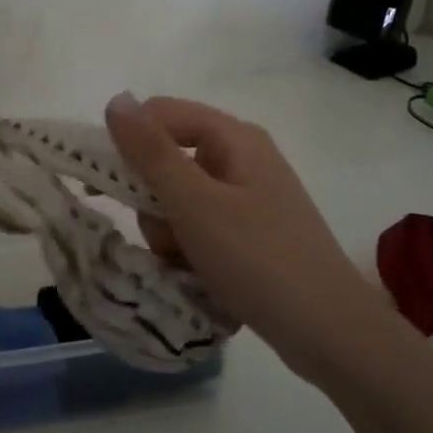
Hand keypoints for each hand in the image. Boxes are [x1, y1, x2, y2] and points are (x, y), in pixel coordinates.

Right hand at [104, 93, 399, 382]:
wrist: (327, 332)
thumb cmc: (257, 259)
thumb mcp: (194, 204)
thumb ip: (150, 152)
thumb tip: (116, 100)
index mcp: (235, 138)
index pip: (162, 114)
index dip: (129, 142)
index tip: (105, 184)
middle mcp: (242, 160)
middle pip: (169, 159)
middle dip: (154, 201)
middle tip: (166, 235)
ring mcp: (249, 199)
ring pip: (180, 200)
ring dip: (170, 232)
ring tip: (188, 263)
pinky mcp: (251, 234)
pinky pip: (201, 228)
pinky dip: (190, 249)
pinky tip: (201, 275)